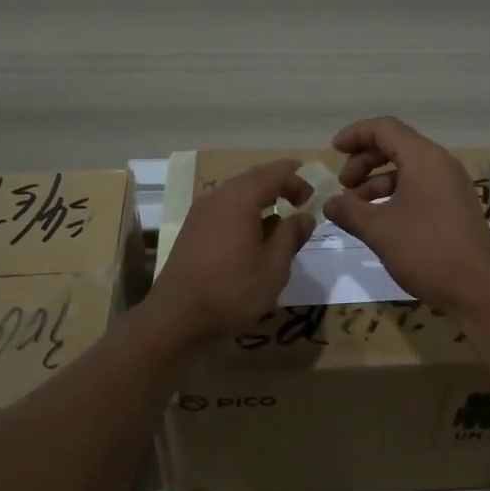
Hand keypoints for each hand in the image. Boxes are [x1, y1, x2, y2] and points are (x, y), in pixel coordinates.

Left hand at [149, 158, 313, 339]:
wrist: (176, 316)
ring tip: (279, 211)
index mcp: (240, 198)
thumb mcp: (274, 267)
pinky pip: (224, 206)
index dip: (296, 180)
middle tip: (300, 192)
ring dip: (260, 195)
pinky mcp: (192, 229)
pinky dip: (244, 209)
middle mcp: (218, 196)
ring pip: (236, 191)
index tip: (312, 196)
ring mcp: (201, 212)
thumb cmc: (232, 290)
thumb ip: (291, 236)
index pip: (274, 174)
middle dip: (279, 181)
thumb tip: (304, 217)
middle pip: (253, 177)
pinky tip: (253, 230)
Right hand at [322, 116, 489, 312]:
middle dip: (363, 161)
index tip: (332, 151)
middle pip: (395, 145)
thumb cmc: (427, 252)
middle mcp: (440, 164)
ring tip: (354, 207)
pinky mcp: (455, 206)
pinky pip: (419, 187)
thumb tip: (329, 203)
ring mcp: (450, 185)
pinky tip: (379, 220)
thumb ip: (349, 211)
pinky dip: (395, 195)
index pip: (384, 128)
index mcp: (423, 159)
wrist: (480, 289)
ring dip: (377, 181)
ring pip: (407, 169)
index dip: (355, 135)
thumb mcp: (380, 231)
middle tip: (343, 185)